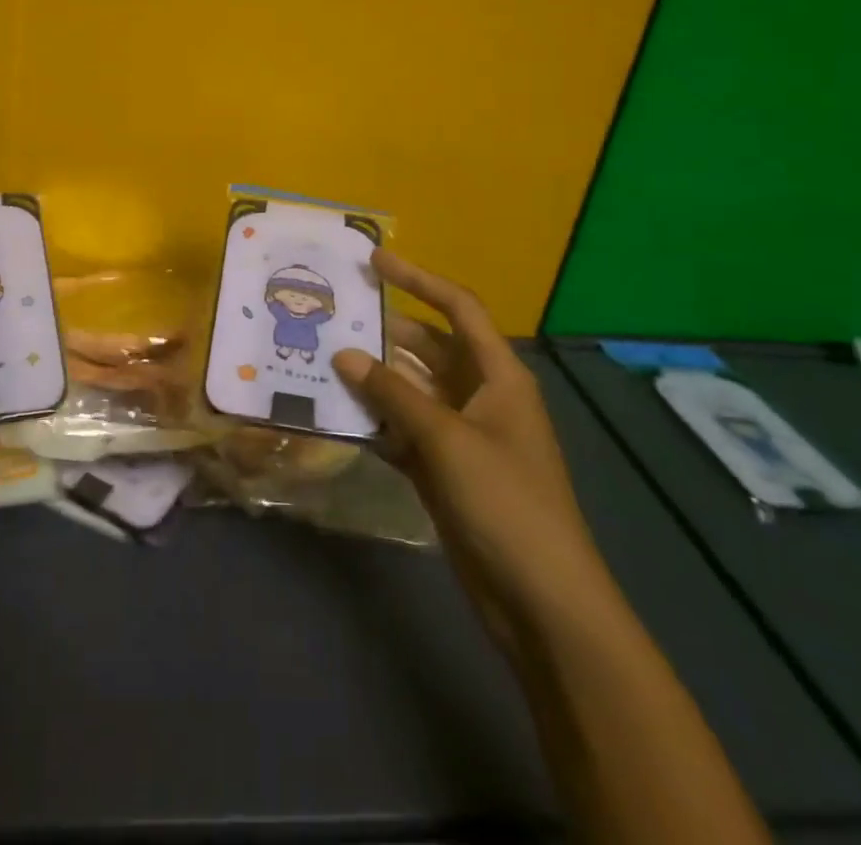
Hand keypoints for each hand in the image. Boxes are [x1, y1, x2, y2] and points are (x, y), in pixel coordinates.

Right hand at [334, 250, 608, 639]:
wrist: (540, 600)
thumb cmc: (504, 502)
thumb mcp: (447, 440)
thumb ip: (393, 394)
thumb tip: (343, 354)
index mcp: (498, 375)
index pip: (457, 308)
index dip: (418, 279)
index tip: (374, 260)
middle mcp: (480, 395)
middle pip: (427, 348)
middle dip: (384, 331)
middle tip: (332, 315)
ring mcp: (461, 433)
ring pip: (410, 389)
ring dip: (373, 378)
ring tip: (321, 358)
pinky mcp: (444, 468)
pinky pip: (403, 429)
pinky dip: (375, 422)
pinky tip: (337, 415)